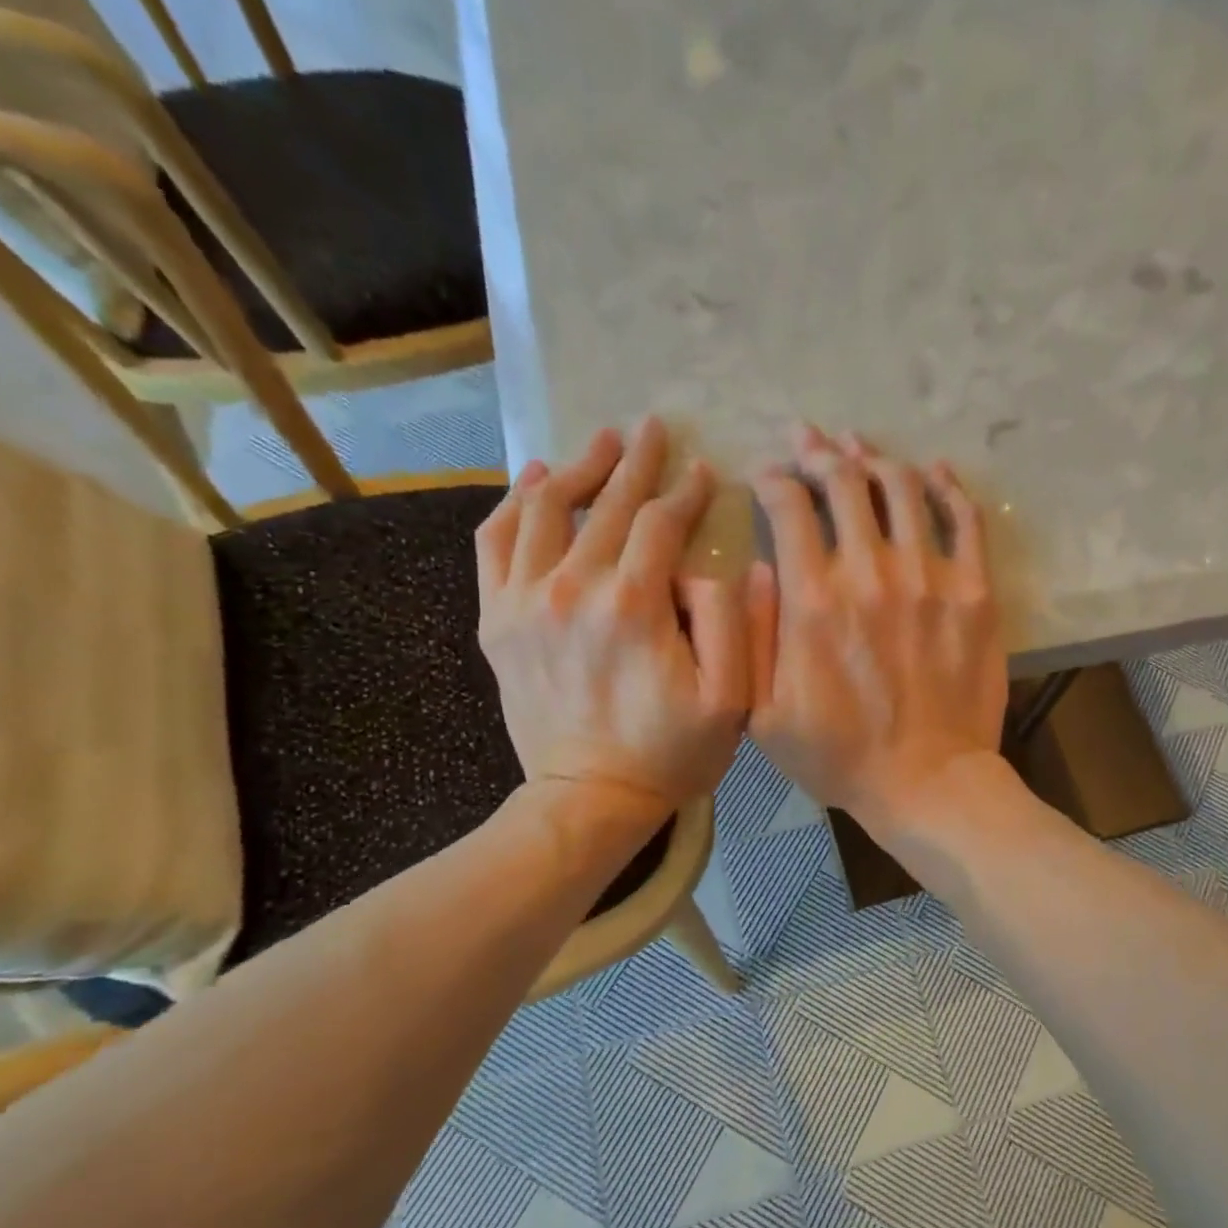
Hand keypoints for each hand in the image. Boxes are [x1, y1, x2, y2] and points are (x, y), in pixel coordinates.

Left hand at [475, 417, 748, 815]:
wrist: (588, 798)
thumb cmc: (669, 753)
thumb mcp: (730, 701)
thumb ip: (732, 624)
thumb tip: (713, 566)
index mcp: (634, 605)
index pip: (660, 523)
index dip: (685, 492)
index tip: (703, 470)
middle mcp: (573, 588)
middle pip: (604, 504)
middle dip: (634, 462)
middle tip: (652, 428)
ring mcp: (525, 601)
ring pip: (544, 509)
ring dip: (575, 469)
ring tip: (599, 445)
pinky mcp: (498, 620)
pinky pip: (495, 544)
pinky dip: (512, 506)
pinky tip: (531, 484)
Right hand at [746, 425, 1006, 834]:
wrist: (928, 783)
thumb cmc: (839, 756)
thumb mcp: (764, 714)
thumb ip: (752, 636)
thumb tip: (757, 568)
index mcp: (813, 601)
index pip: (789, 508)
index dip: (772, 479)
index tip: (765, 475)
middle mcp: (870, 573)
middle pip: (843, 483)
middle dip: (818, 452)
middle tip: (807, 440)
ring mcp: (930, 577)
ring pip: (901, 487)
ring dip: (874, 457)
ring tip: (858, 445)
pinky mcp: (975, 591)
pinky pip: (964, 519)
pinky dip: (946, 486)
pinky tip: (931, 470)